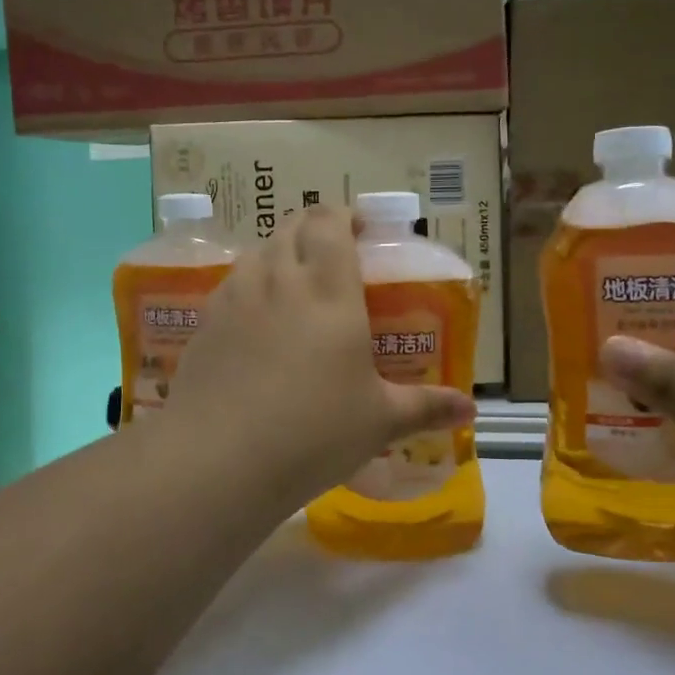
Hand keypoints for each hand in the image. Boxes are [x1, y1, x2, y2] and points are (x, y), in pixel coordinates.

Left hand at [164, 206, 474, 511]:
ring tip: (295, 286)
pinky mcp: (205, 321)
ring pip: (258, 250)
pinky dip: (250, 285)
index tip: (361, 231)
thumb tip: (469, 411)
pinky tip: (257, 323)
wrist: (219, 458)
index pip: (330, 221)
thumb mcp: (379, 422)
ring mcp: (235, 297)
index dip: (344, 215)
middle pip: (292, 226)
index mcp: (328, 288)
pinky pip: (231, 284)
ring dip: (279, 253)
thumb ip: (426, 408)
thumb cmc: (313, 432)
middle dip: (314, 229)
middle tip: (333, 257)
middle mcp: (279, 278)